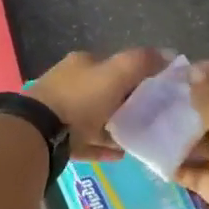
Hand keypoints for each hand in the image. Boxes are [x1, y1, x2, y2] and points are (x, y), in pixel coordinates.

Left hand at [26, 48, 167, 159]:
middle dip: (126, 103)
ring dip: (114, 126)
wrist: (40, 132)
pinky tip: (119, 155)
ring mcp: (60, 110)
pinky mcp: (57, 137)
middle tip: (150, 118)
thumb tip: (169, 53)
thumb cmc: (80, 99)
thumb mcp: (115, 74)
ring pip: (94, 118)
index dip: (137, 76)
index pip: (114, 65)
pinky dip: (102, 146)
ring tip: (138, 138)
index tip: (157, 92)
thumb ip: (141, 62)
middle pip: (104, 92)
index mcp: (82, 63)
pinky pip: (86, 141)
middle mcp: (69, 83)